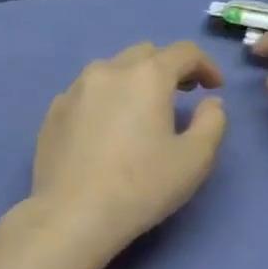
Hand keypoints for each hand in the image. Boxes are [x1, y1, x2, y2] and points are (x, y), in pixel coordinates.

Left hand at [29, 40, 226, 262]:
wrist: (72, 216)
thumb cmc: (141, 187)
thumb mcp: (195, 159)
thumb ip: (213, 122)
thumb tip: (210, 102)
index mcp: (146, 76)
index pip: (184, 52)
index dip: (206, 65)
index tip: (214, 87)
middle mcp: (108, 71)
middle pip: (145, 54)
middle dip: (168, 68)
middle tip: (182, 95)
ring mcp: (74, 89)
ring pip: (111, 70)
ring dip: (133, 81)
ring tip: (141, 111)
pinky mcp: (53, 112)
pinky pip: (86, 93)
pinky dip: (105, 99)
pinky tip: (106, 129)